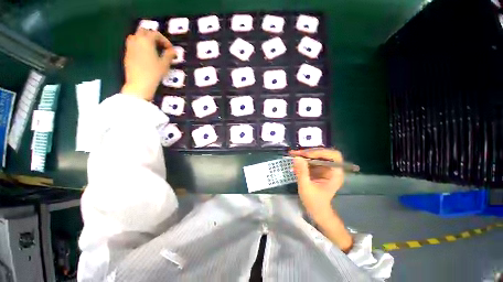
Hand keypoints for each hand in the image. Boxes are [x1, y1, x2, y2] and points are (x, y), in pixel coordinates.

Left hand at [121, 27, 175, 100]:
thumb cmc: (154, 73)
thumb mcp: (164, 64)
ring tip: (152, 49)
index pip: (156, 34)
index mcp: (146, 41)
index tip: (170, 49)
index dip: (165, 40)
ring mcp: (130, 47)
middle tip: (160, 46)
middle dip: (153, 36)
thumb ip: (169, 55)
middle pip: (144, 31)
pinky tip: (145, 55)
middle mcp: (136, 40)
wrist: (139, 84)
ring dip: (144, 39)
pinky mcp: (127, 54)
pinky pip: (132, 44)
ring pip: (136, 36)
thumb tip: (173, 51)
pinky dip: (139, 45)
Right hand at [290, 149, 343, 220]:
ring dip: (304, 155)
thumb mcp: (306, 187)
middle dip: (309, 152)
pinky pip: (311, 161)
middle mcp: (332, 169)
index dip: (321, 152)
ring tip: (293, 154)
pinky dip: (302, 160)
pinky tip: (295, 161)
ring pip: (316, 156)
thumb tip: (297, 157)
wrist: (316, 211)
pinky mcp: (318, 170)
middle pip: (323, 154)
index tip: (306, 155)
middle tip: (296, 153)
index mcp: (335, 174)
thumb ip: (302, 172)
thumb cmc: (314, 201)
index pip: (333, 156)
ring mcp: (325, 169)